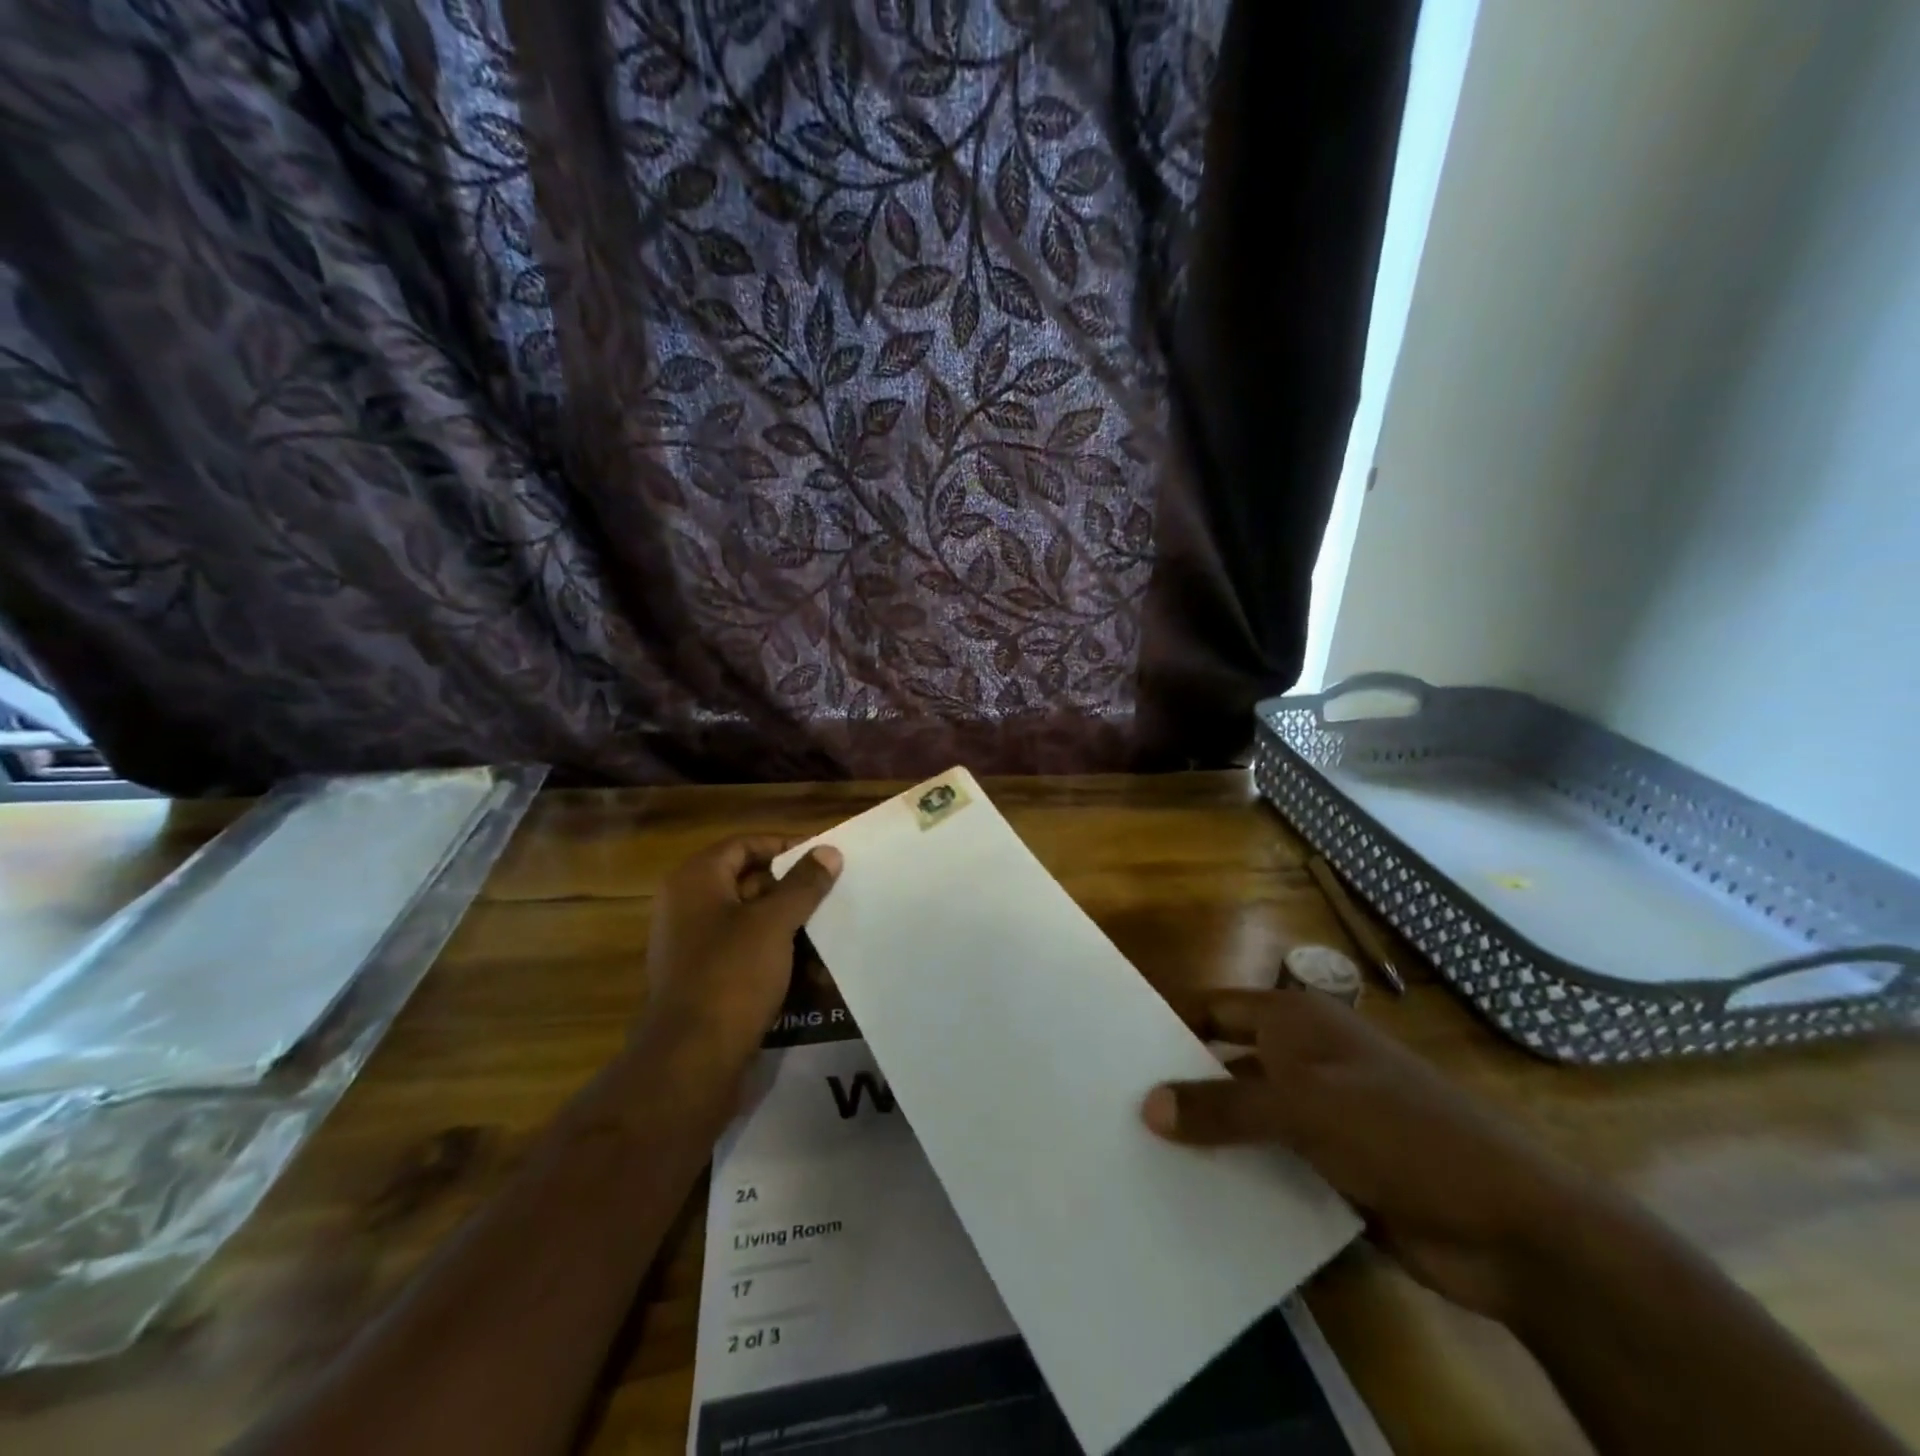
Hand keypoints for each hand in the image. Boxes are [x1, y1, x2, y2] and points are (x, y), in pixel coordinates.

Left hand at [637, 836, 841, 1076]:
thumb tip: (828, 851)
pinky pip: (744, 952)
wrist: (692, 1059)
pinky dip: (774, 954)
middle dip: (791, 890)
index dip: (785, 847)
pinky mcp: (702, 979)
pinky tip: (809, 970)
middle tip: (831, 895)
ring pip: (750, 920)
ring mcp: (692, 944)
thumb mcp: (774, 923)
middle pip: (747, 881)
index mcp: (695, 880)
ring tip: (827, 933)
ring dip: (788, 925)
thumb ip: (803, 884)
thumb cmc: (732, 975)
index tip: (822, 859)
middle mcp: (687, 906)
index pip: (745, 844)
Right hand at [1142, 988, 1594, 1323]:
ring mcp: (1322, 1115)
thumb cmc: (1398, 1132)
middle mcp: (1304, 1060)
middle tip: (1120, 1113)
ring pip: (1248, 1118)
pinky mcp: (1336, 1167)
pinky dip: (1242, 1175)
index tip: (1119, 1054)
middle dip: (1182, 1087)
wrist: (1510, 1224)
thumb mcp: (1304, 1110)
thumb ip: (1223, 1107)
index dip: (1171, 1025)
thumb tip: (1147, 1106)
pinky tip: (1200, 1199)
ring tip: (1144, 1160)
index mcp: (1296, 1022)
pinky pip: (1273, 1163)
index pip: (1215, 1009)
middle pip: (1226, 1063)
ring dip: (1210, 1138)